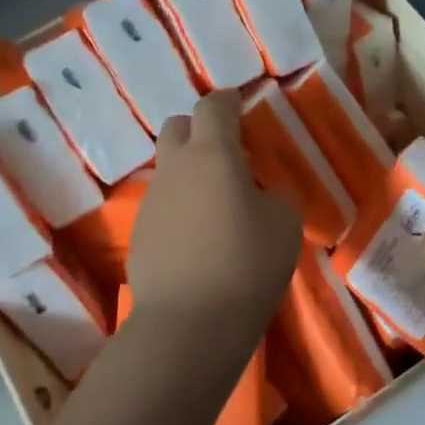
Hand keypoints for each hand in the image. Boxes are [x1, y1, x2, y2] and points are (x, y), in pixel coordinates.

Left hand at [128, 90, 301, 347]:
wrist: (189, 324)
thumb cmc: (247, 264)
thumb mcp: (284, 225)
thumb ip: (276, 197)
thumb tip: (263, 193)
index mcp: (212, 155)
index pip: (213, 107)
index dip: (228, 101)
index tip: (240, 105)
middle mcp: (175, 169)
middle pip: (177, 127)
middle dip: (199, 129)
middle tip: (227, 153)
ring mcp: (151, 201)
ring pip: (168, 169)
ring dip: (190, 173)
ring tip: (217, 204)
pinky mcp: (139, 234)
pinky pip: (163, 205)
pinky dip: (180, 208)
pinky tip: (199, 239)